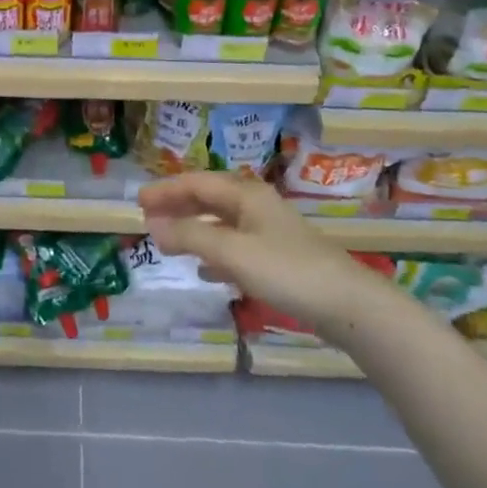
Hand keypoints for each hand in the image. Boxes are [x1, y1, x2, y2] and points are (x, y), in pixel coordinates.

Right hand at [138, 172, 383, 341]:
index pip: (196, 182)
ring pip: (221, 222)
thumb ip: (190, 237)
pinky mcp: (278, 257)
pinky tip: (205, 270)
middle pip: (209, 198)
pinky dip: (214, 251)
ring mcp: (269, 231)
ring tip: (168, 240)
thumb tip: (152, 225)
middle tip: (148, 217)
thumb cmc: (286, 270)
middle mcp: (256, 205)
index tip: (137, 201)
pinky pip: (235, 245)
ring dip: (193, 228)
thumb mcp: (232, 252)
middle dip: (178, 206)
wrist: (348, 305)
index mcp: (245, 194)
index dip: (165, 190)